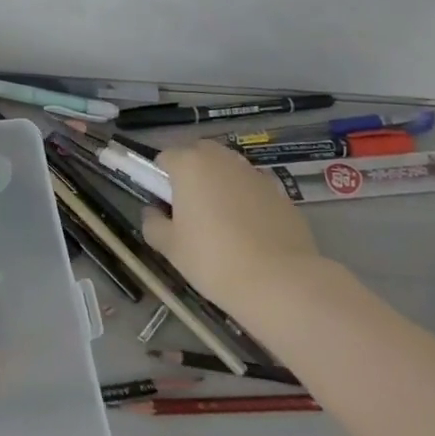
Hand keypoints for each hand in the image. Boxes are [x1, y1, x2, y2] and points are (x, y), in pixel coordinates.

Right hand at [143, 140, 320, 311]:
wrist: (280, 281)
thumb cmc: (213, 259)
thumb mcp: (170, 247)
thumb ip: (153, 223)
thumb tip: (154, 212)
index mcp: (190, 165)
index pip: (165, 157)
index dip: (160, 179)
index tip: (164, 205)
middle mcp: (223, 160)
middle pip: (199, 154)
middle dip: (191, 172)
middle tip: (190, 208)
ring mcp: (255, 174)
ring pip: (229, 169)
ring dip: (220, 183)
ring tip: (222, 221)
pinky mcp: (282, 193)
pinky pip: (253, 188)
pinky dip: (246, 200)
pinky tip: (249, 231)